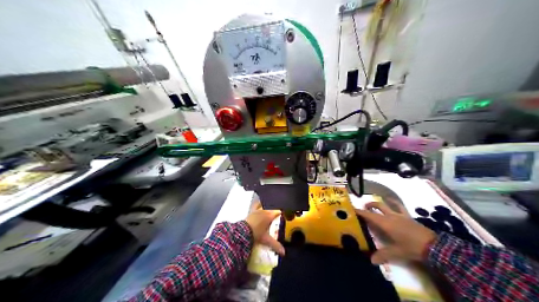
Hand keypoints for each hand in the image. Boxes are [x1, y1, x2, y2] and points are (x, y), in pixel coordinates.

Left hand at [246, 202, 286, 255]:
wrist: (242, 232)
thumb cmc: (256, 234)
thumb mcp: (266, 240)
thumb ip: (276, 245)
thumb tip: (284, 252)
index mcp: (270, 215)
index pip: (279, 211)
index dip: (282, 213)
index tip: (285, 215)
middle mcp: (264, 210)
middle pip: (273, 208)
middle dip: (276, 210)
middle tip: (279, 215)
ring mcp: (257, 210)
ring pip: (265, 205)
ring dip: (269, 207)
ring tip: (271, 209)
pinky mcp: (251, 211)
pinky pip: (257, 205)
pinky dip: (260, 204)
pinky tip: (260, 204)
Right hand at [356, 200, 434, 263]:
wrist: (432, 245)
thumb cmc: (411, 247)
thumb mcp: (396, 252)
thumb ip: (383, 255)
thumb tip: (371, 260)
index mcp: (386, 223)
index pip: (370, 215)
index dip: (361, 212)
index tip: (353, 209)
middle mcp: (391, 216)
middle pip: (378, 206)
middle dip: (370, 205)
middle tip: (364, 207)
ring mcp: (401, 215)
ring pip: (389, 204)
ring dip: (381, 203)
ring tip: (377, 204)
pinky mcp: (409, 217)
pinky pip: (400, 207)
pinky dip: (395, 204)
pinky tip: (394, 205)